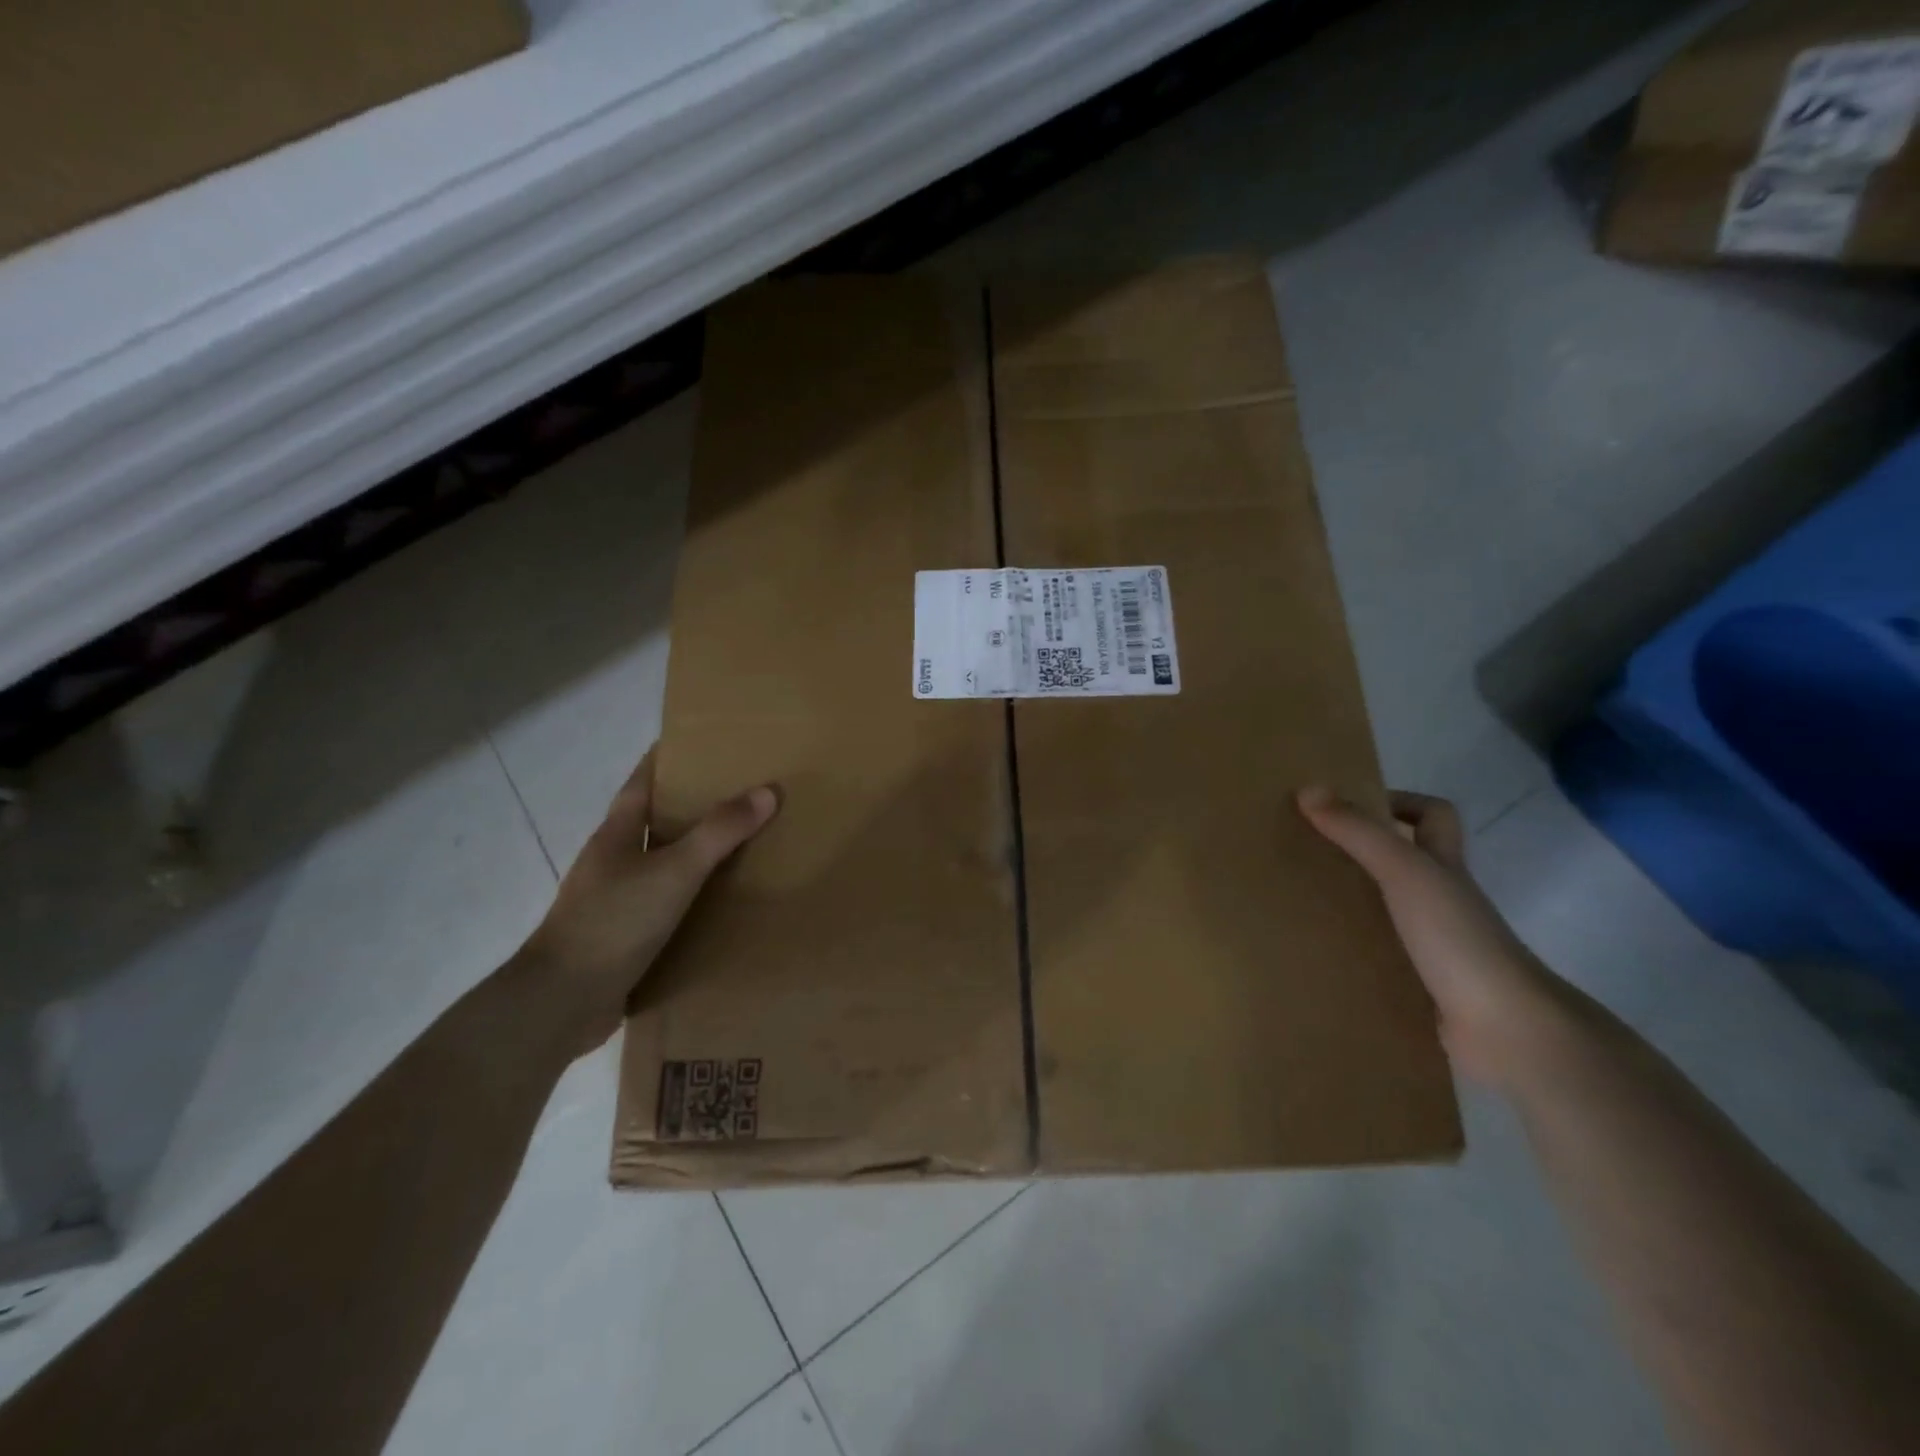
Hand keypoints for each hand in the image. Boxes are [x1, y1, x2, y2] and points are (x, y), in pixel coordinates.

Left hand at [519, 751, 778, 1053]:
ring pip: (663, 862)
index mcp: (617, 833)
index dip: (669, 757)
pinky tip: (724, 902)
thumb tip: (767, 791)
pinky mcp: (625, 934)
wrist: (561, 1002)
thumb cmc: (614, 922)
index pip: (643, 780)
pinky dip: (694, 895)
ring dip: (697, 852)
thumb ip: (720, 832)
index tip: (705, 740)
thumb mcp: (674, 871)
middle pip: (656, 819)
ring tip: (745, 843)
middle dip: (694, 804)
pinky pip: (667, 902)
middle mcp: (614, 860)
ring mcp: (616, 899)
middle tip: (743, 791)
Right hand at [1297, 786, 1564, 1087]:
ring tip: (1298, 900)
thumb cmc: (1458, 937)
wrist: (1507, 1029)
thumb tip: (1308, 789)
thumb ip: (1358, 832)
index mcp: (1444, 866)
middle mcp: (1442, 899)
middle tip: (1307, 851)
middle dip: (1359, 853)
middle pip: (1404, 861)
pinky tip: (1318, 953)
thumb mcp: (1404, 872)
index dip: (1398, 802)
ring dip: (1351, 904)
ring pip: (1388, 910)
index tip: (1347, 808)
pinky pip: (1380, 957)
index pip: (1432, 815)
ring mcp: (1434, 944)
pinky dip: (1353, 952)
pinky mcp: (1421, 984)